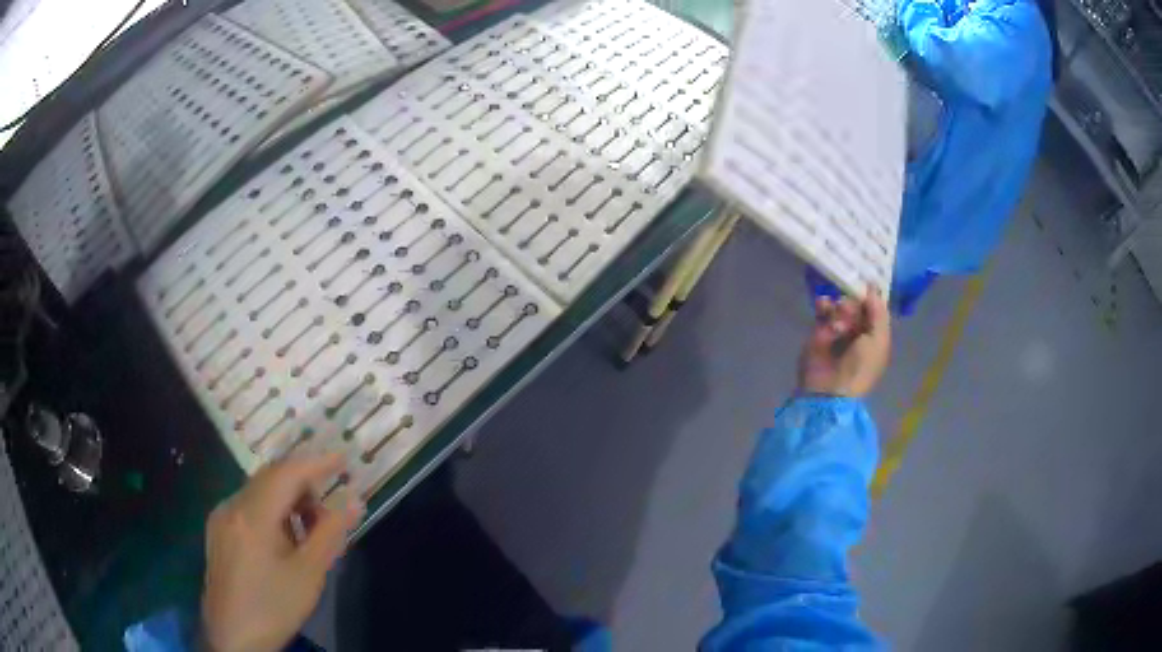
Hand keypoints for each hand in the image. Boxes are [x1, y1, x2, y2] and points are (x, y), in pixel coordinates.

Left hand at [201, 454, 363, 651]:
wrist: (233, 636)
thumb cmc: (274, 606)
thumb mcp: (309, 574)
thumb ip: (331, 532)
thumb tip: (355, 500)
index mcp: (252, 515)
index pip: (287, 473)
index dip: (317, 462)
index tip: (343, 458)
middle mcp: (231, 506)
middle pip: (270, 477)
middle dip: (303, 484)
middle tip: (330, 508)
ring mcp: (221, 517)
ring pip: (259, 491)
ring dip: (288, 500)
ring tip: (309, 532)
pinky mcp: (217, 531)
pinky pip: (248, 506)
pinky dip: (271, 512)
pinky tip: (283, 541)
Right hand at [798, 285, 890, 396]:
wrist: (829, 389)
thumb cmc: (860, 367)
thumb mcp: (878, 341)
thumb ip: (878, 313)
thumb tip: (873, 288)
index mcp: (876, 334)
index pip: (876, 308)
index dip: (872, 294)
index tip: (867, 279)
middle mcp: (859, 330)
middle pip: (858, 303)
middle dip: (854, 301)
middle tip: (848, 307)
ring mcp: (838, 330)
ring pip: (840, 305)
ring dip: (839, 305)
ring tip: (836, 313)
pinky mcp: (820, 330)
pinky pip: (823, 310)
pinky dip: (823, 305)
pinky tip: (822, 305)